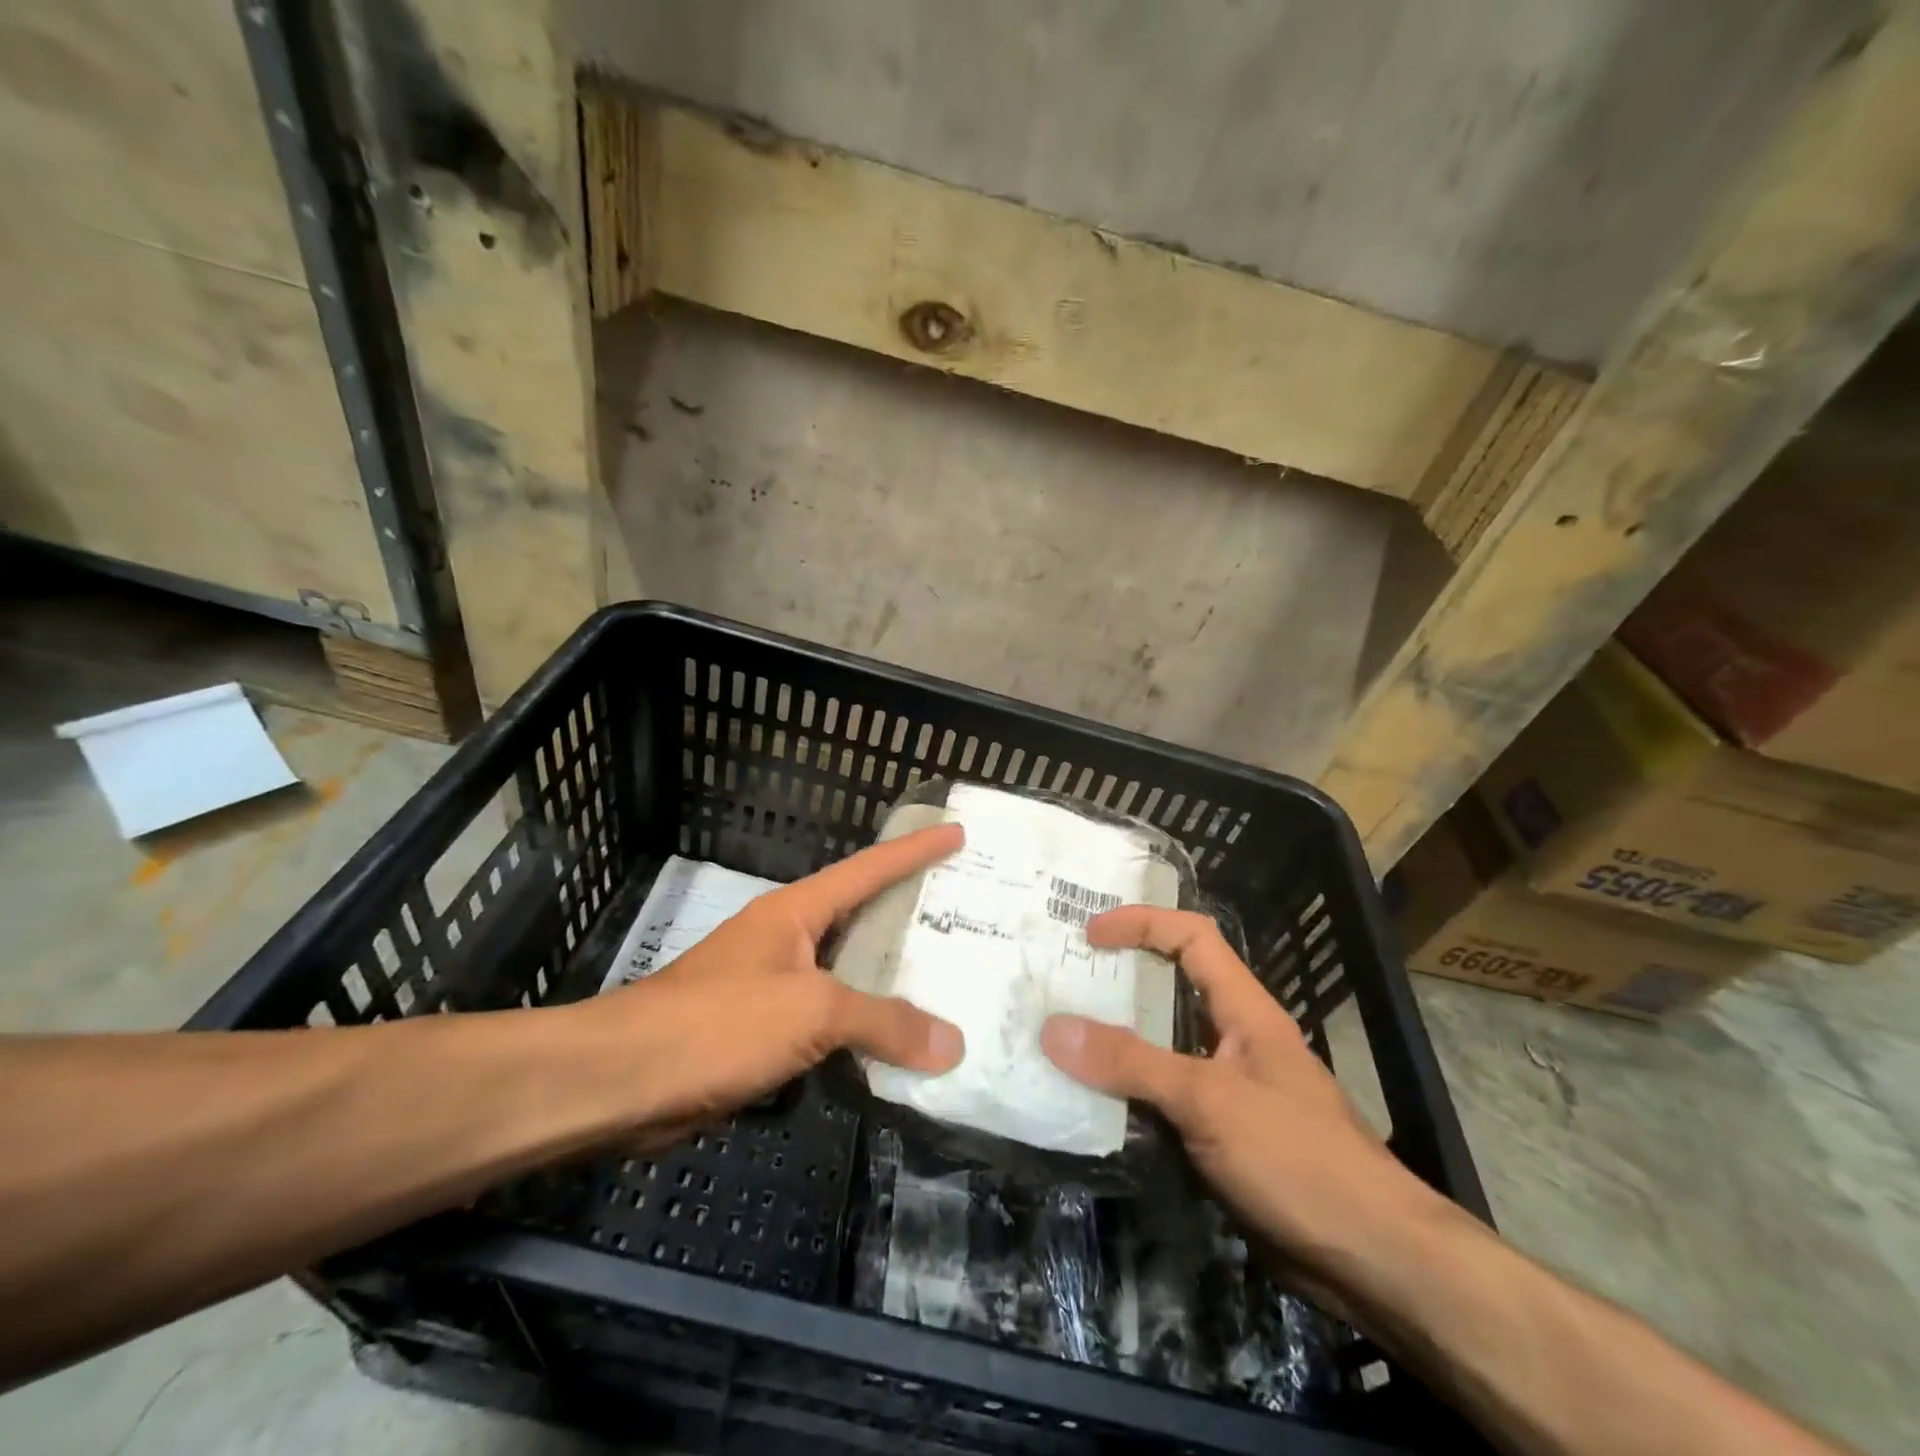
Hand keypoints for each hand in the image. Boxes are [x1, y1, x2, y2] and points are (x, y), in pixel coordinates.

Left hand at [595, 825, 966, 1136]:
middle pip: (861, 918)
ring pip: (846, 975)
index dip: (914, 849)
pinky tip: (892, 1047)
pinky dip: (861, 1030)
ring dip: (888, 982)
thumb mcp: (811, 1011)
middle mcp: (787, 939)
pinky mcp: (759, 1032)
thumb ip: (884, 1023)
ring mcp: (771, 985)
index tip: (956, 832)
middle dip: (910, 917)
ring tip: (945, 984)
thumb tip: (953, 1045)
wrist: (622, 1081)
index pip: (868, 869)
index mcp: (796, 912)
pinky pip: (827, 1022)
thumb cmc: (719, 1022)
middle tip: (965, 918)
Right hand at [1041, 906, 1432, 1294]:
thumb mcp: (1208, 1100)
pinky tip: (1089, 1106)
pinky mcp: (1219, 1137)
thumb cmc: (1297, 1157)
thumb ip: (1131, 1063)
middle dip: (1117, 982)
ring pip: (1160, 1049)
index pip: (1192, 937)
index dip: (1142, 923)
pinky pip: (1162, 1101)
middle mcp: (1233, 1039)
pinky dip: (1126, 1096)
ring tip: (1060, 1040)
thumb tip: (1053, 1028)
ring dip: (1114, 1044)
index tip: (1090, 935)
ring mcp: (1227, 1090)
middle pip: (1169, 991)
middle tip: (1059, 984)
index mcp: (1243, 1010)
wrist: (1372, 1260)